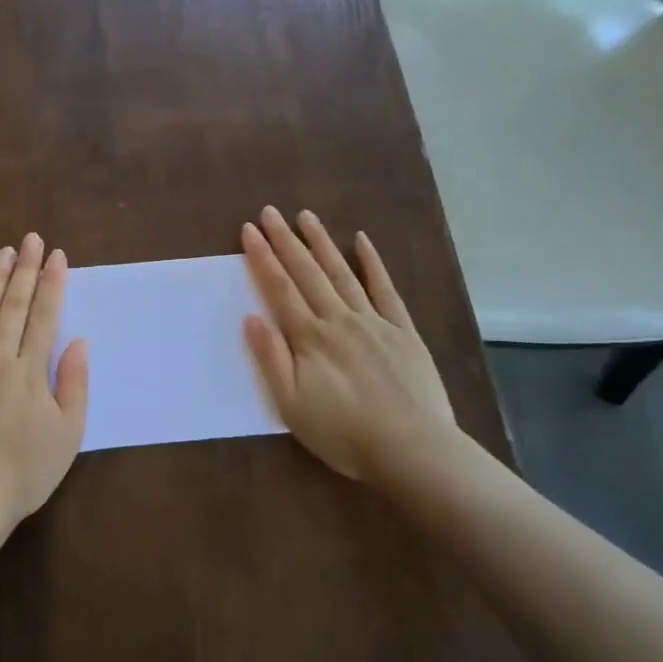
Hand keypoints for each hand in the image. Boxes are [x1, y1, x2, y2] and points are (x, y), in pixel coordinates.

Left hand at [0, 233, 89, 531]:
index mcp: (30, 373)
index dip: (52, 284)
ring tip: (2, 252)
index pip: (44, 317)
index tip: (57, 255)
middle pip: (14, 307)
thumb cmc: (24, 474)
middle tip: (31, 239)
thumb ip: (74, 385)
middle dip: (25, 269)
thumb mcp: (67, 435)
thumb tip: (78, 342)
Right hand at [241, 206, 472, 487]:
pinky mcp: (403, 330)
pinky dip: (373, 264)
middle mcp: (339, 319)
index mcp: (310, 338)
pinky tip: (362, 242)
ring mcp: (374, 321)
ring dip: (322, 243)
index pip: (280, 289)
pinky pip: (385, 290)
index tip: (249, 230)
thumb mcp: (292, 406)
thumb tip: (251, 318)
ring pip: (342, 273)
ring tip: (306, 216)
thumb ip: (271, 359)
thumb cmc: (344, 434)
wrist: (412, 449)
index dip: (262, 258)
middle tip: (270, 211)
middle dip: (286, 240)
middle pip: (307, 273)